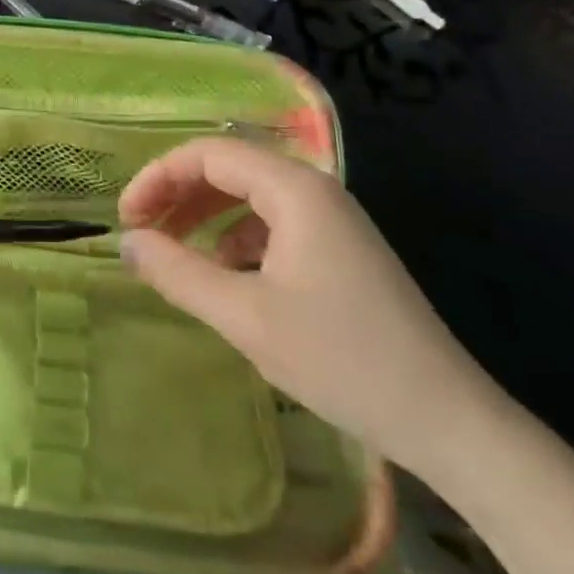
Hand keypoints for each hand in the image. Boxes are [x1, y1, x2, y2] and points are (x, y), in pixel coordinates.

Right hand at [119, 138, 496, 470]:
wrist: (447, 419)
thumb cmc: (341, 359)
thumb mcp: (244, 317)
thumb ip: (178, 272)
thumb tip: (127, 243)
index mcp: (295, 189)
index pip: (209, 153)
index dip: (158, 177)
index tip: (125, 218)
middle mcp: (315, 190)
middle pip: (229, 167)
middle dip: (178, 193)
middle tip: (140, 232)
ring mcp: (332, 220)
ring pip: (250, 195)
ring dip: (204, 215)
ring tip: (173, 252)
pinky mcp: (340, 250)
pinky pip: (273, 223)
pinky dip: (235, 237)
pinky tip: (224, 274)